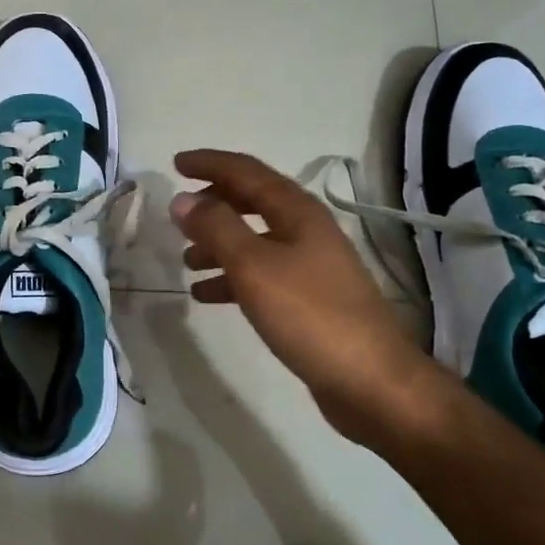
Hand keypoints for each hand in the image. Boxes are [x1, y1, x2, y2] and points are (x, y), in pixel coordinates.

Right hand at [172, 149, 439, 444]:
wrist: (369, 381)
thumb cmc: (310, 315)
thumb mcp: (254, 267)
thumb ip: (216, 229)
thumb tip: (183, 199)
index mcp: (298, 212)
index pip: (247, 172)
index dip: (210, 164)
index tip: (175, 164)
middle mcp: (306, 231)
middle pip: (253, 202)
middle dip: (214, 204)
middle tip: (179, 214)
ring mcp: (311, 266)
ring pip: (255, 241)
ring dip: (219, 243)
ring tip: (186, 260)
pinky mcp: (309, 299)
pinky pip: (261, 275)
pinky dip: (232, 278)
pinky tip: (207, 295)